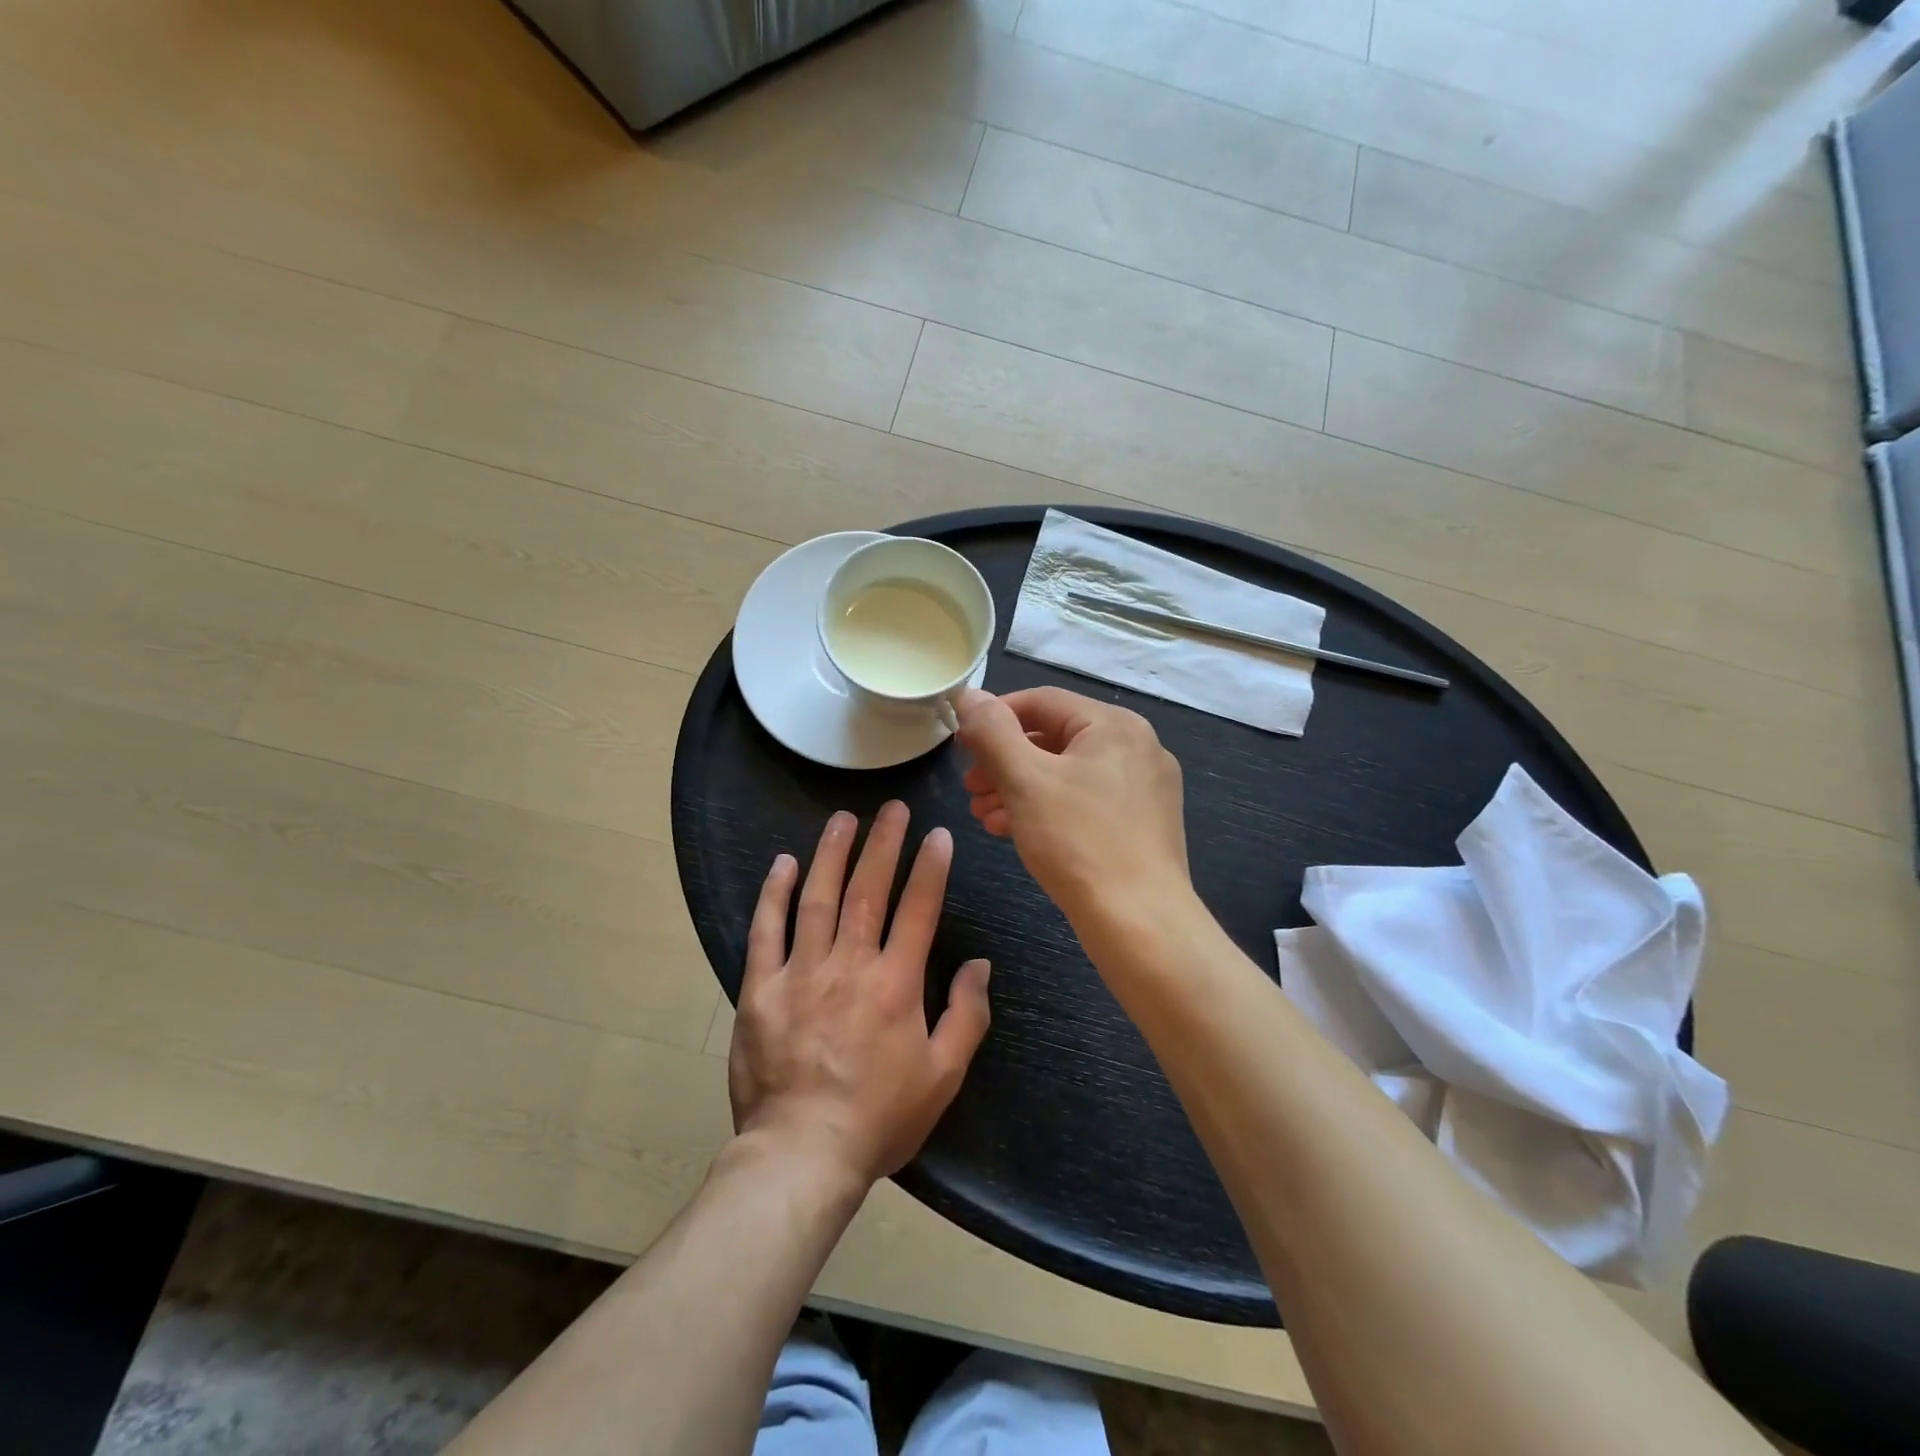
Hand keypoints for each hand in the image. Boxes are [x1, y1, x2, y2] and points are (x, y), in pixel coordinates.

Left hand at [729, 802, 991, 1186]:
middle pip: (868, 889)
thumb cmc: (879, 1118)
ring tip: (843, 818)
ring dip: (832, 853)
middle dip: (883, 843)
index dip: (930, 867)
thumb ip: (966, 1015)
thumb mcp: (943, 1075)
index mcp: (895, 983)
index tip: (937, 834)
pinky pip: (766, 930)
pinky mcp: (760, 988)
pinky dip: (775, 893)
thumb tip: (979, 964)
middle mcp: (849, 965)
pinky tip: (784, 863)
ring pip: (818, 898)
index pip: (918, 908)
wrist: (801, 1154)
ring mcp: (800, 972)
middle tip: (892, 809)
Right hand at [956, 687, 1190, 927]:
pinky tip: (1012, 831)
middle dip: (1004, 761)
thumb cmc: (1079, 842)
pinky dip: (1046, 809)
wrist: (1140, 923)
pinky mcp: (1141, 823)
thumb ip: (993, 732)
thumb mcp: (1025, 780)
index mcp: (1114, 725)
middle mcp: (1136, 747)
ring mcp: (1143, 788)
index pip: (1041, 702)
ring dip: (1019, 788)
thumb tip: (969, 695)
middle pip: (1054, 738)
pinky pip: (1084, 801)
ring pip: (1066, 773)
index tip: (960, 744)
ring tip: (983, 813)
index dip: (994, 717)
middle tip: (970, 786)